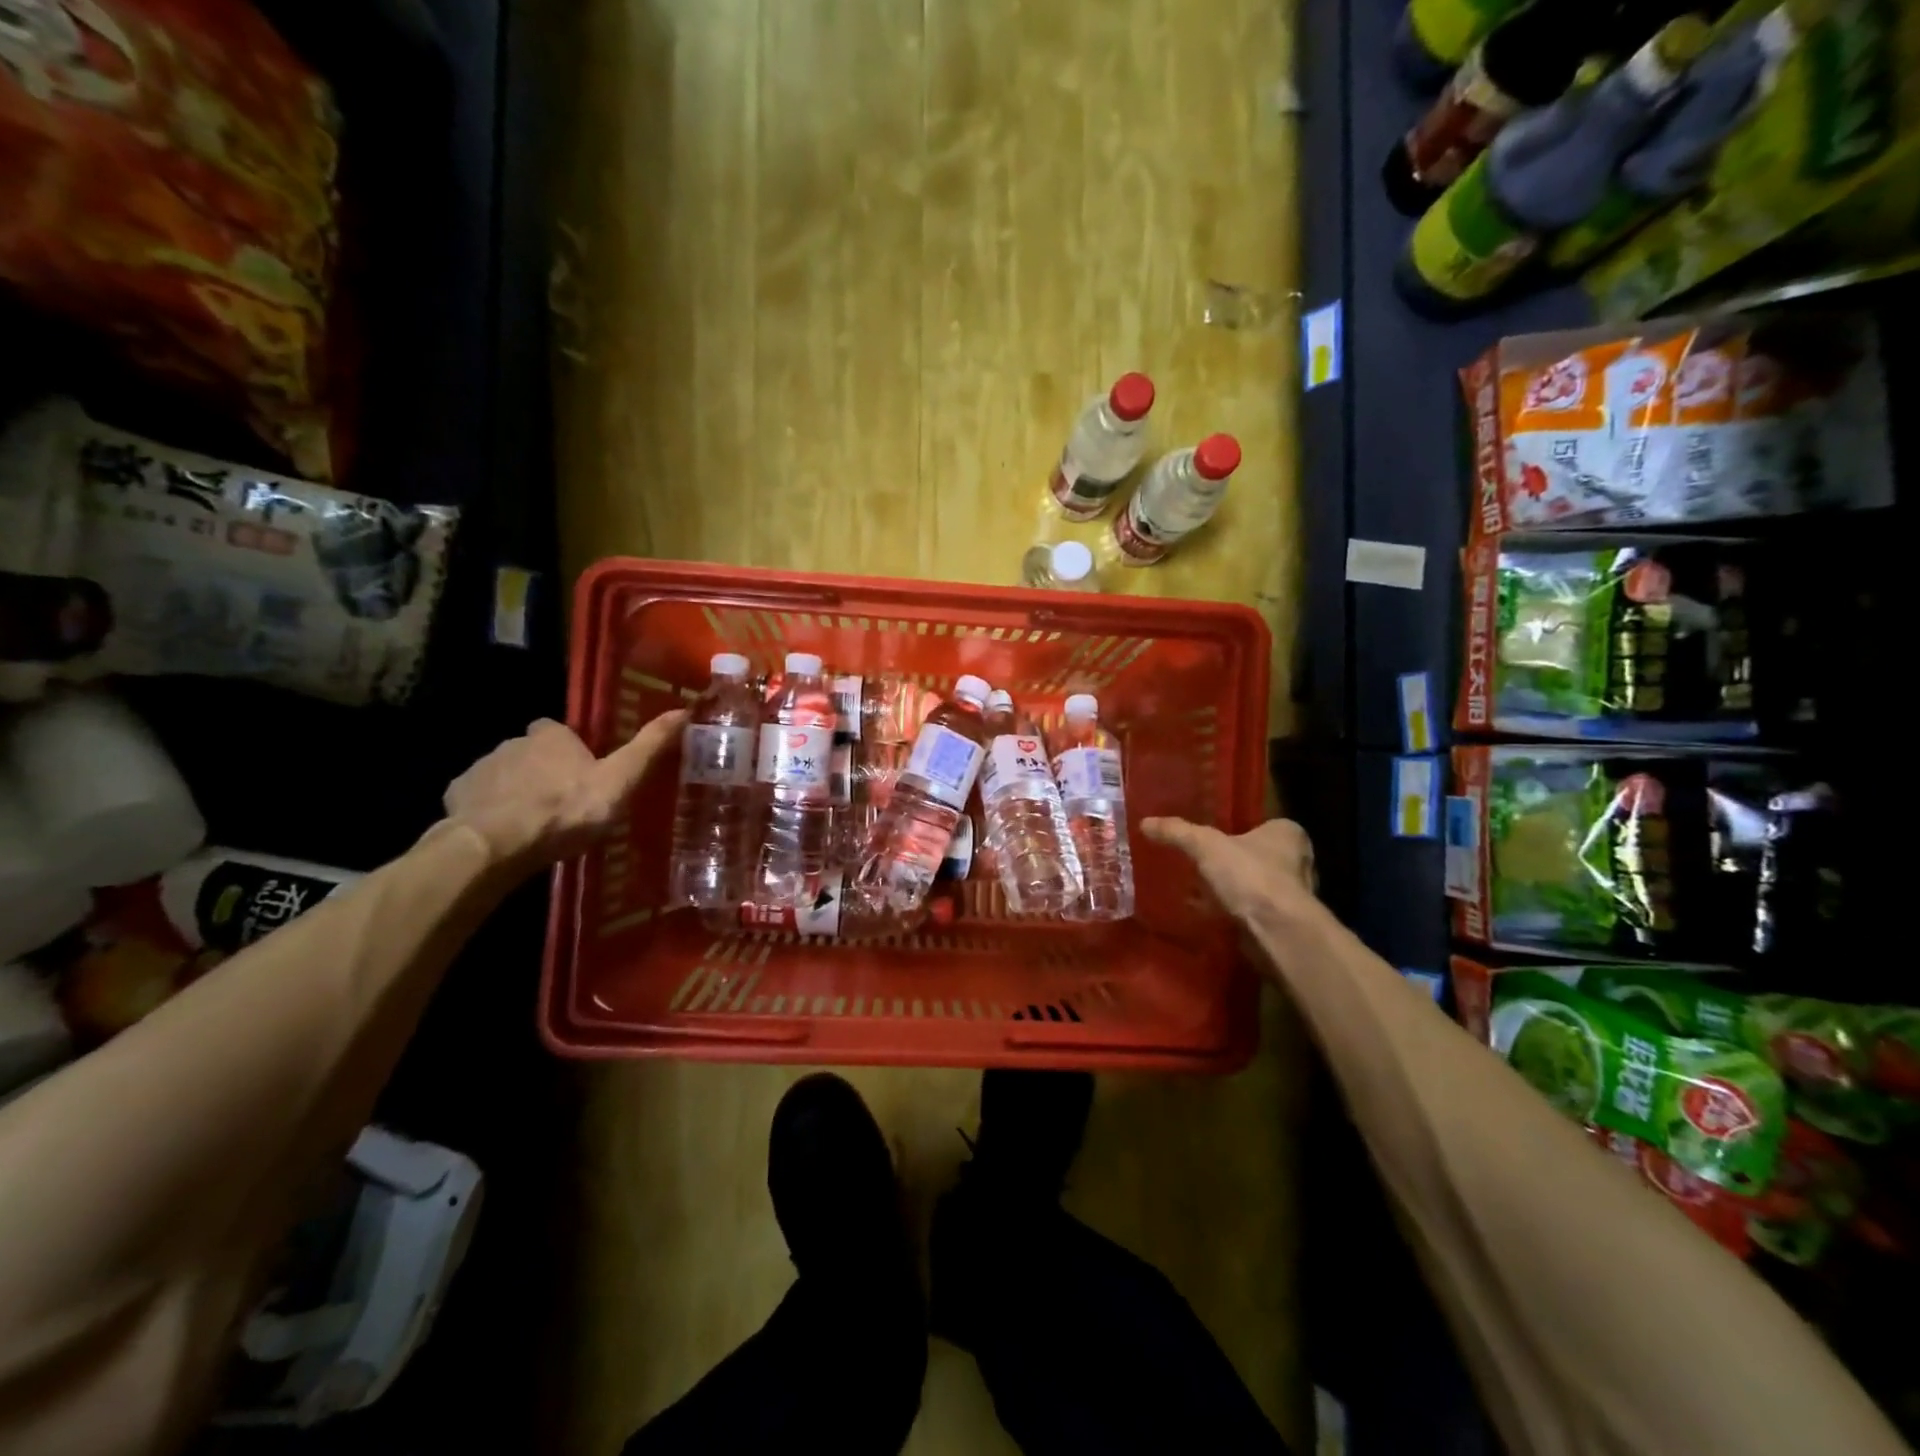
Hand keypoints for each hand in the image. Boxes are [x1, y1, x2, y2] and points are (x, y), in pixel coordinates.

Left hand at [443, 711, 687, 872]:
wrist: (495, 845)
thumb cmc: (565, 810)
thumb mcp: (619, 781)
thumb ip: (648, 748)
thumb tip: (682, 710)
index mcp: (551, 736)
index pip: (558, 731)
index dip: (569, 747)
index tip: (582, 770)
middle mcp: (513, 742)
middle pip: (530, 751)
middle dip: (543, 770)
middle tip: (563, 802)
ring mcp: (481, 768)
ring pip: (504, 774)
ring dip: (516, 791)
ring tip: (534, 823)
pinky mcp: (457, 795)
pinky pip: (477, 797)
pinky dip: (489, 810)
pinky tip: (503, 834)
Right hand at [1140, 817, 1315, 925]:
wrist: (1277, 932)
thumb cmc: (1250, 876)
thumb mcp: (1204, 845)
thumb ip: (1177, 832)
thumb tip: (1145, 822)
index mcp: (1287, 834)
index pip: (1262, 826)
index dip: (1237, 832)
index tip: (1212, 840)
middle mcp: (1297, 862)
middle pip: (1256, 857)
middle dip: (1231, 864)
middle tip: (1200, 864)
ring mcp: (1292, 896)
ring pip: (1253, 887)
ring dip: (1230, 891)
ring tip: (1197, 891)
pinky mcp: (1282, 924)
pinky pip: (1250, 912)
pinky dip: (1231, 913)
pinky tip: (1206, 915)